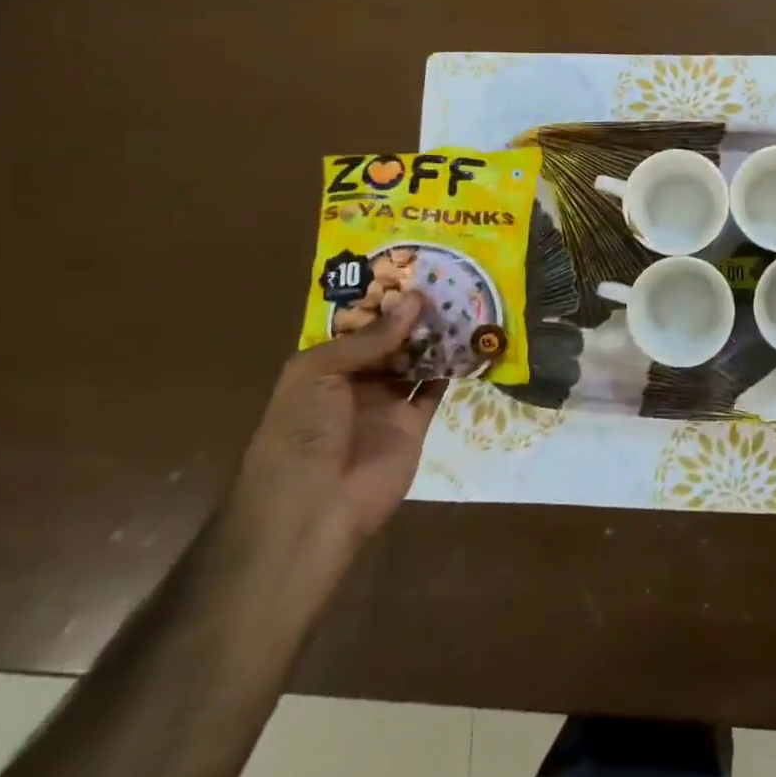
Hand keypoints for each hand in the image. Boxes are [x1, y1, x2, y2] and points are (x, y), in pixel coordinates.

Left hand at [229, 292, 448, 573]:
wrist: (314, 507)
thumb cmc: (302, 431)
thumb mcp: (320, 372)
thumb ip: (370, 337)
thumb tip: (415, 300)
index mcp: (324, 365)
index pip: (357, 324)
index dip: (382, 299)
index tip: (413, 269)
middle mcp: (356, 380)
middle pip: (390, 339)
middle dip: (413, 313)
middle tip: (448, 279)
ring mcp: (387, 402)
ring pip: (416, 359)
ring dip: (436, 335)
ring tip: (464, 299)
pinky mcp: (415, 423)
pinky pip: (436, 388)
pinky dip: (453, 366)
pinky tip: (472, 339)